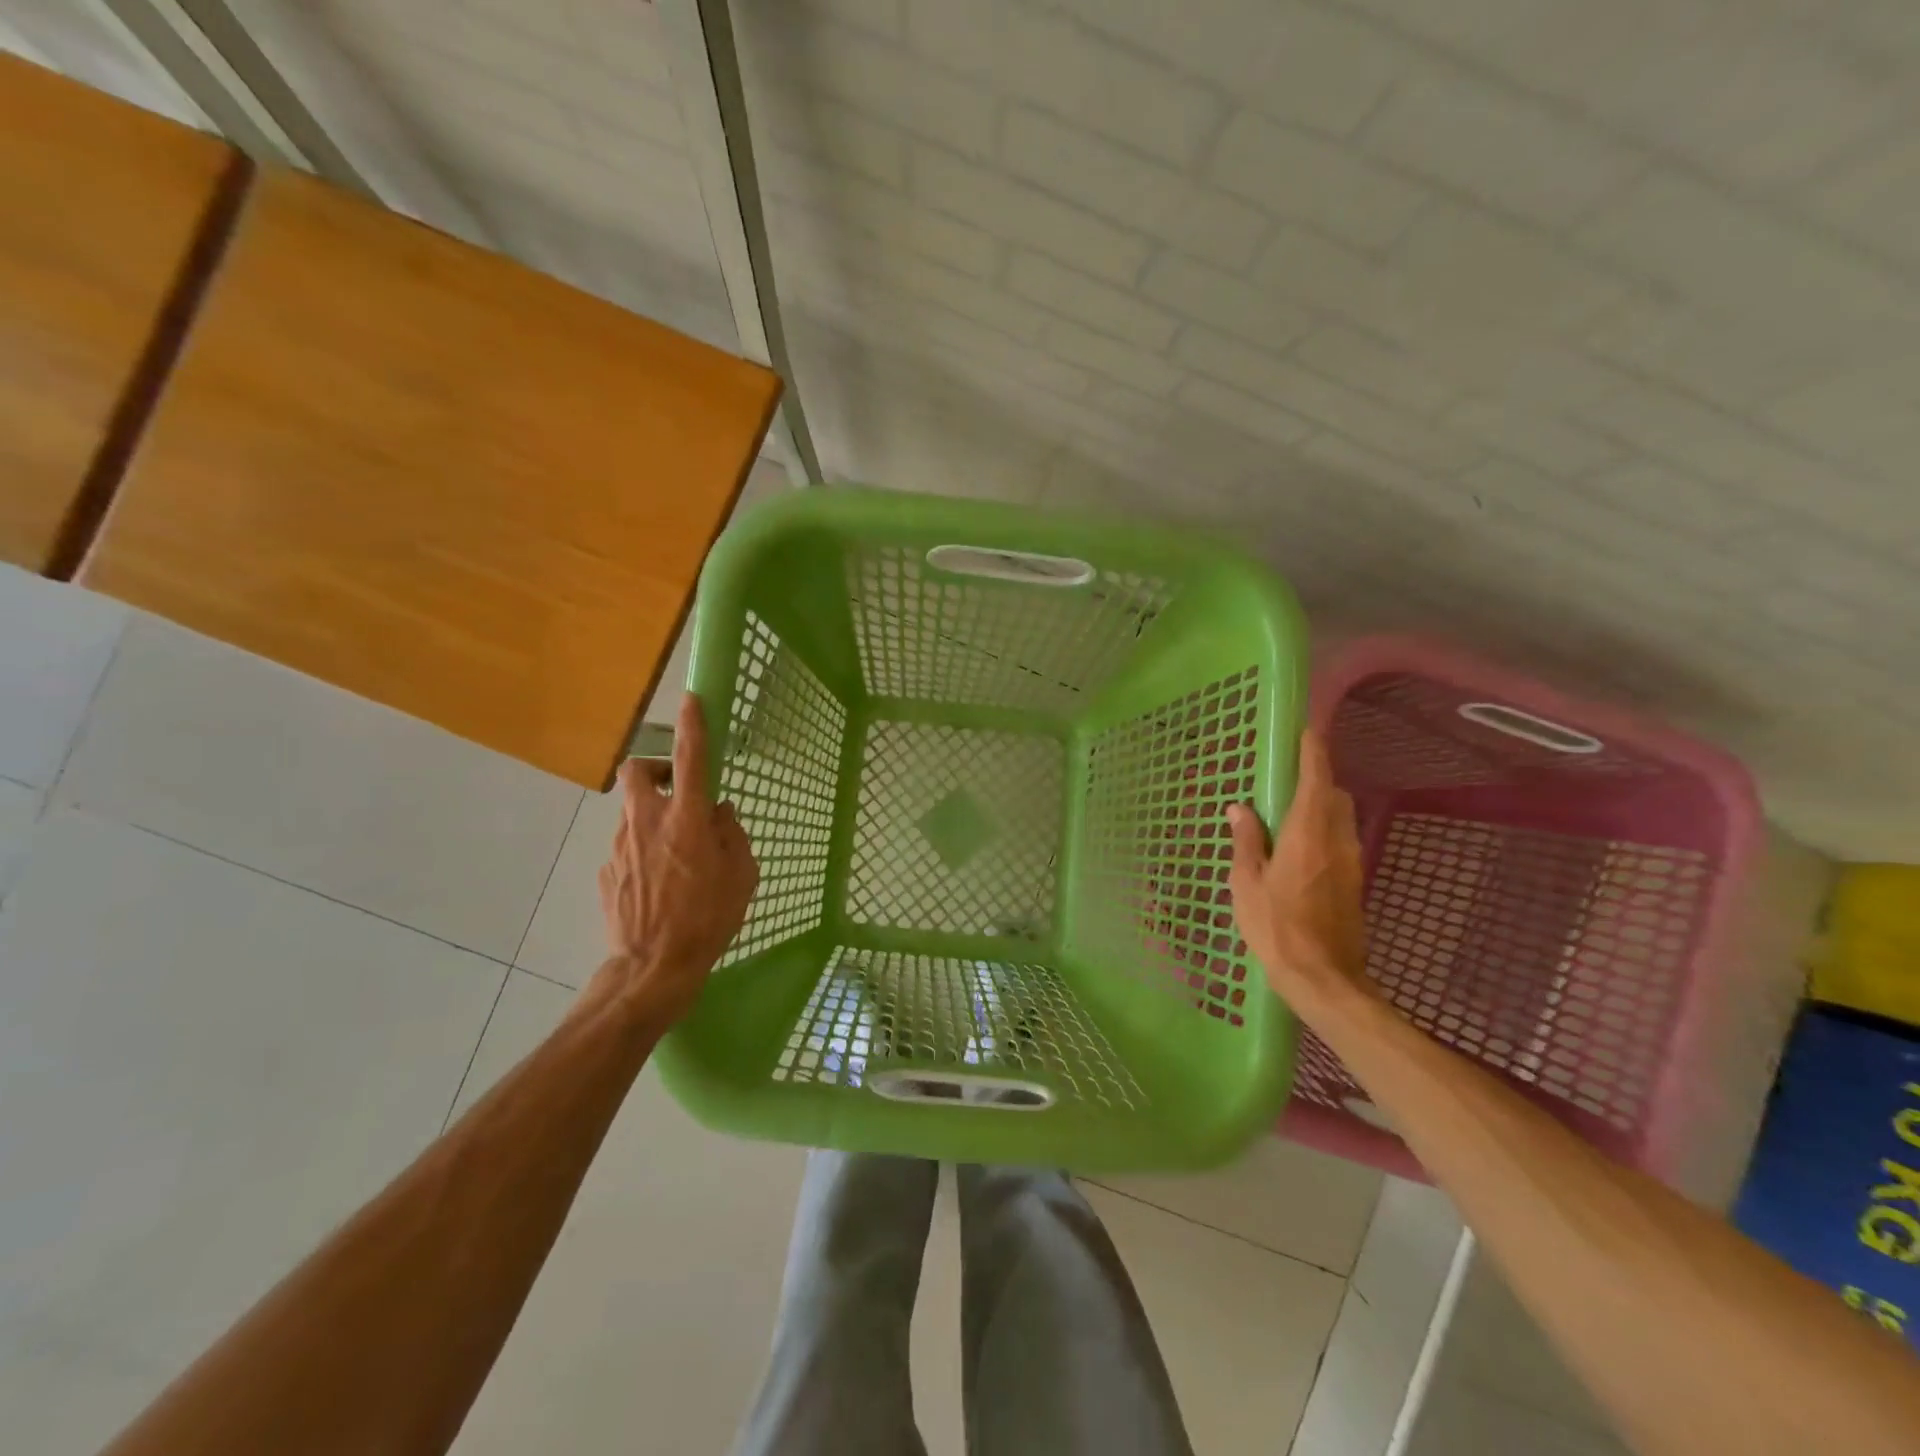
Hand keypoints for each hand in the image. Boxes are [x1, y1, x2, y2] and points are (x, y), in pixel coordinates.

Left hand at [591, 693, 757, 1022]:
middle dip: (654, 768)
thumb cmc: (709, 919)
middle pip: (636, 770)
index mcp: (687, 819)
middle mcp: (648, 822)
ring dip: (652, 816)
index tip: (691, 700)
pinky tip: (656, 883)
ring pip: (632, 811)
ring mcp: (620, 846)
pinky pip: (627, 846)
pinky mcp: (605, 871)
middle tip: (675, 789)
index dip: (693, 725)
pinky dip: (642, 851)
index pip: (691, 758)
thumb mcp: (741, 875)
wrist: (653, 968)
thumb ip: (732, 835)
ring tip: (673, 854)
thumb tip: (719, 813)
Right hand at [1227, 731, 1370, 1010]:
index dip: (1313, 751)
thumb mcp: (1247, 883)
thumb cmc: (1276, 927)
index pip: (1316, 778)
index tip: (1306, 730)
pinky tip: (1298, 852)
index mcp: (1307, 833)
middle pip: (1334, 795)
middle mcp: (1336, 840)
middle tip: (1285, 781)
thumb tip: (1240, 808)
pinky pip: (1340, 841)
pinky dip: (1323, 832)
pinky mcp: (1354, 882)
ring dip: (1320, 807)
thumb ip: (1246, 840)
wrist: (1324, 978)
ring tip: (1287, 817)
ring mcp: (1351, 862)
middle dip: (1316, 780)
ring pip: (1340, 818)